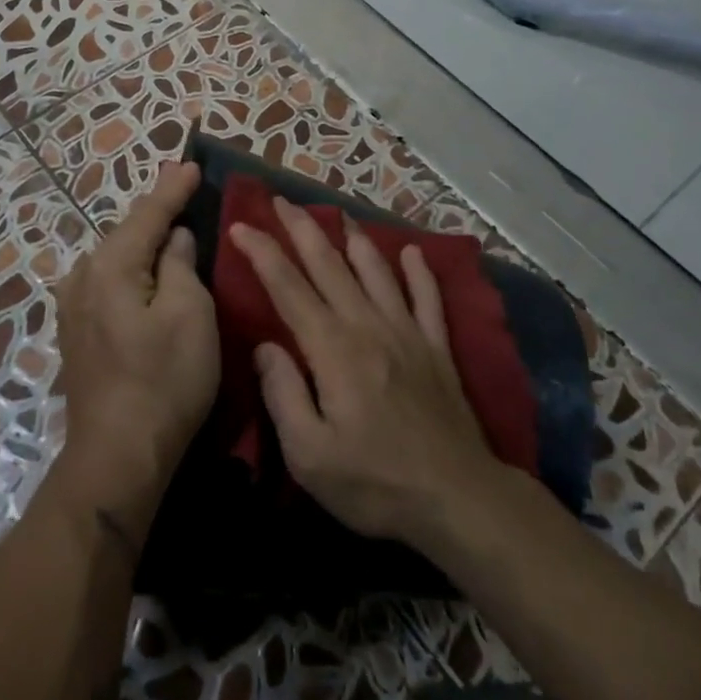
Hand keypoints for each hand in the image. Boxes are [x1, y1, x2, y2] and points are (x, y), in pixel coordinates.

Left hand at [53, 163, 219, 523]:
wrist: (117, 457)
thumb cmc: (164, 381)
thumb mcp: (189, 314)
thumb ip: (180, 265)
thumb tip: (174, 238)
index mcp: (110, 266)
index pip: (147, 214)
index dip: (173, 189)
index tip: (192, 163)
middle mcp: (82, 277)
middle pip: (127, 234)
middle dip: (157, 213)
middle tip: (185, 189)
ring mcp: (73, 308)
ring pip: (117, 260)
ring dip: (144, 243)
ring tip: (172, 226)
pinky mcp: (77, 333)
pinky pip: (110, 284)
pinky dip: (134, 271)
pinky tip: (149, 273)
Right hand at [228, 198, 506, 550]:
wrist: (458, 498)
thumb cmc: (376, 483)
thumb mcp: (309, 455)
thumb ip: (282, 395)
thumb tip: (265, 346)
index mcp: (332, 349)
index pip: (288, 287)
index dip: (262, 253)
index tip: (241, 225)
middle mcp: (368, 326)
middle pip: (329, 265)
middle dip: (302, 229)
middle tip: (282, 201)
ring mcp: (408, 333)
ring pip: (376, 271)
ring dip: (354, 239)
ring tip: (339, 213)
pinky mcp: (437, 348)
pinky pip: (428, 298)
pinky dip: (419, 272)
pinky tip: (411, 253)